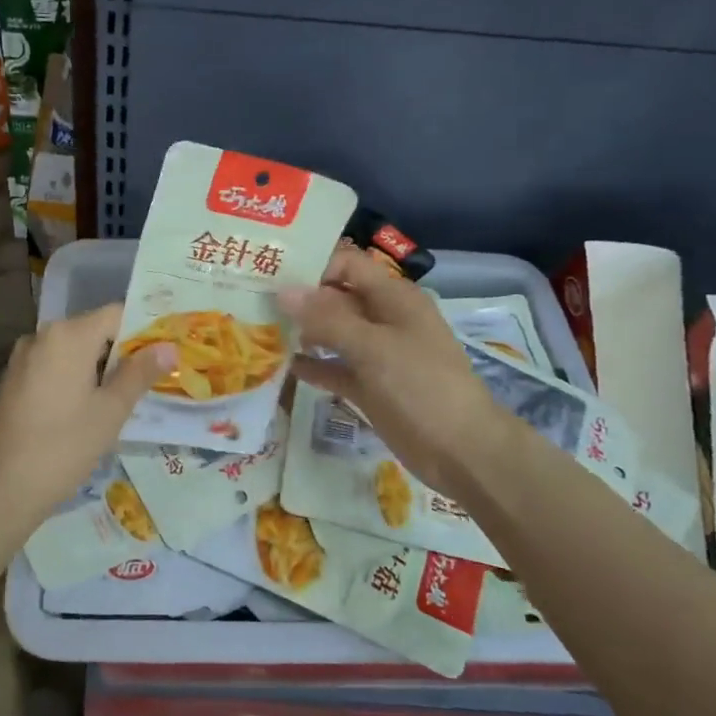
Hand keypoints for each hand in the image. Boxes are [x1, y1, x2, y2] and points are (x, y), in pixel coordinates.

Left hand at [0, 303, 177, 544]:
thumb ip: (140, 373)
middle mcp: (43, 336)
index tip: (165, 354)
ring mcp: (24, 358)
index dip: (144, 330)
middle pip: (95, 330)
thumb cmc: (64, 446)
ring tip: (128, 397)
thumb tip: (168, 347)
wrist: (1, 489)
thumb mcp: (111, 411)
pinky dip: (77, 378)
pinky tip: (91, 408)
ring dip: (101, 367)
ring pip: (74, 351)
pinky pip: (55, 367)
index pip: (117, 314)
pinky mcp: (14, 381)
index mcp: (68, 335)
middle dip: (124, 351)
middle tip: (154, 378)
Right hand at [278, 247, 514, 506]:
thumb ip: (327, 318)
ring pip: (333, 334)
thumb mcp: (373, 347)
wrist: (461, 450)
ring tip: (261, 332)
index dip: (312, 267)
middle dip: (299, 300)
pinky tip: (283, 367)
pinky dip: (314, 366)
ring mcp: (377, 355)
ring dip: (302, 333)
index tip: (271, 276)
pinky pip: (336, 368)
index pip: (347, 265)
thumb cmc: (421, 387)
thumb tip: (283, 291)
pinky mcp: (370, 386)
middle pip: (336, 298)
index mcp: (393, 298)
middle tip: (253, 303)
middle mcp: (383, 319)